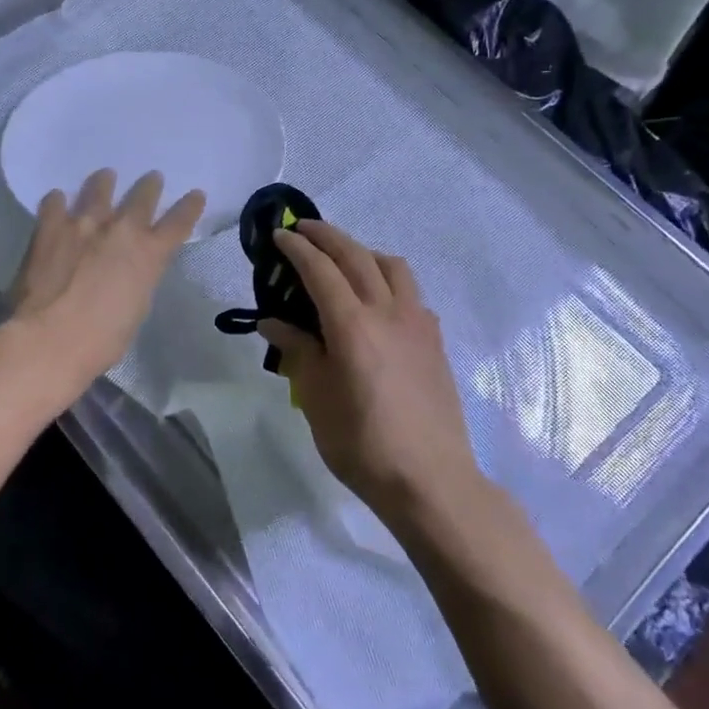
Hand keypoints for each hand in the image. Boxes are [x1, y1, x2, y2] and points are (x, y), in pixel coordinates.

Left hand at [7, 169, 205, 396]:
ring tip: (106, 176)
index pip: (179, 222)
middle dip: (149, 186)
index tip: (195, 195)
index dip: (190, 207)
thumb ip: (137, 280)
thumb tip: (129, 271)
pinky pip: (55, 203)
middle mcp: (121, 230)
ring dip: (104, 182)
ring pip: (99, 189)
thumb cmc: (101, 339)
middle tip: (152, 178)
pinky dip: (59, 201)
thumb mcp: (136, 309)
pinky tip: (57, 199)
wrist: (50, 339)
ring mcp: (83, 224)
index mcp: (150, 254)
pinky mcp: (50, 227)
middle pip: (142, 197)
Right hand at [259, 221, 478, 517]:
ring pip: (392, 266)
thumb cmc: (362, 444)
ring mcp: (418, 323)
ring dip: (363, 251)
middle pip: (356, 256)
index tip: (279, 235)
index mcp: (352, 325)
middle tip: (303, 229)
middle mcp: (388, 311)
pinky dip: (389, 280)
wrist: (430, 480)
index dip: (297, 248)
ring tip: (343, 260)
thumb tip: (272, 322)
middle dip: (327, 236)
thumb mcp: (316, 399)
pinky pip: (412, 293)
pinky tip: (379, 303)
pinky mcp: (435, 340)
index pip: (320, 270)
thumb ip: (297, 351)